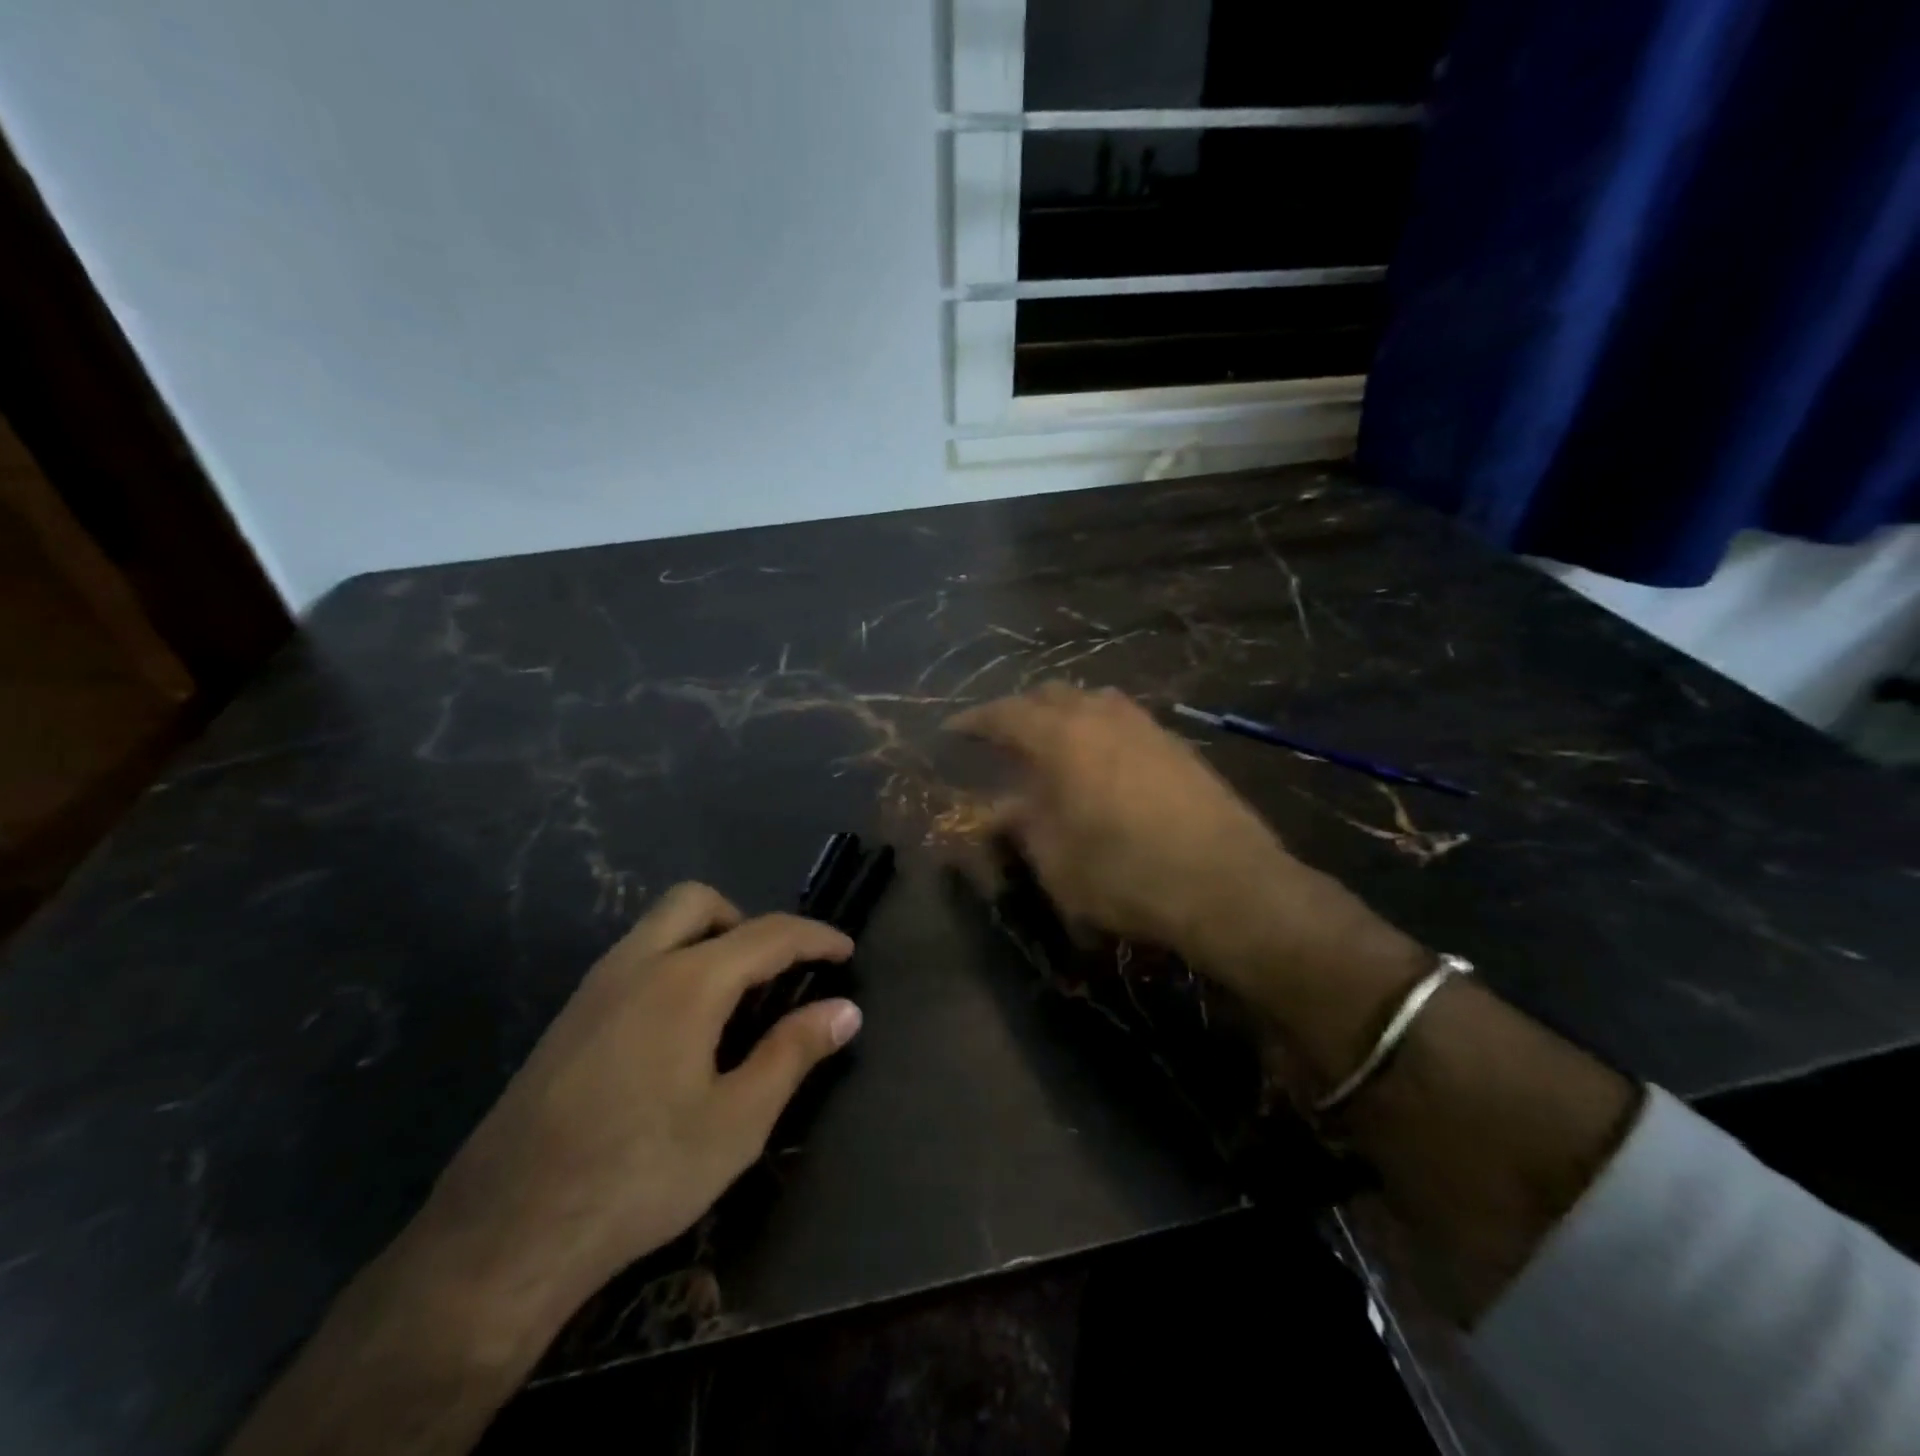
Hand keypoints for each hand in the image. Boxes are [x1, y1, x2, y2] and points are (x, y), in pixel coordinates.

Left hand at [414, 883, 861, 1329]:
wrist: (502, 1238)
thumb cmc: (639, 1175)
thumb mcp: (737, 1121)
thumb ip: (794, 1052)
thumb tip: (846, 1009)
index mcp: (687, 982)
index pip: (768, 934)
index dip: (815, 938)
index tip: (846, 951)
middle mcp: (637, 965)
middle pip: (698, 902)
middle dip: (747, 921)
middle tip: (773, 974)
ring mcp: (594, 989)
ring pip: (659, 927)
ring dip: (707, 940)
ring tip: (733, 1004)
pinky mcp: (568, 1020)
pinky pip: (633, 961)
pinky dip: (672, 965)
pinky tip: (678, 1035)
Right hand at [946, 684, 1425, 1020]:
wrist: (1227, 883)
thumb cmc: (1125, 874)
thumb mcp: (1056, 862)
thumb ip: (1023, 828)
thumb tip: (1001, 812)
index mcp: (1061, 737)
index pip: (1004, 714)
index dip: (974, 722)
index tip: (953, 731)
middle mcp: (1102, 716)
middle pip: (1051, 694)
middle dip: (1022, 710)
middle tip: (1004, 738)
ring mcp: (1146, 726)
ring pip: (1094, 701)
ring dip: (1065, 714)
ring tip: (1054, 744)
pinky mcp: (1178, 745)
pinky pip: (1125, 720)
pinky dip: (1101, 729)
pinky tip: (1105, 762)